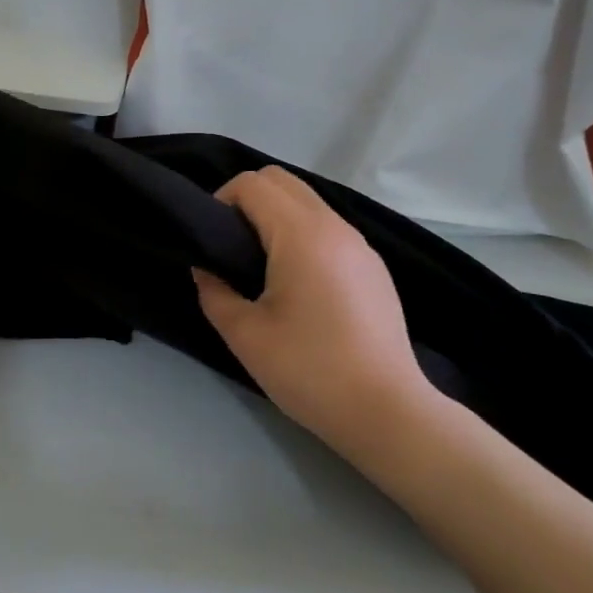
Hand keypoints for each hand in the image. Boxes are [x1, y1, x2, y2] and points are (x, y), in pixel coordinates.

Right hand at [195, 167, 445, 464]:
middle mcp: (335, 227)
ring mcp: (360, 245)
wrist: (386, 412)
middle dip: (247, 200)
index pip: (252, 184)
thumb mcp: (244, 334)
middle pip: (282, 180)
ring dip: (276, 216)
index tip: (211, 241)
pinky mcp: (373, 267)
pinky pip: (328, 227)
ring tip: (260, 266)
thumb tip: (206, 268)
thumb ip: (214, 291)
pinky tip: (296, 283)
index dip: (221, 201)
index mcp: (302, 235)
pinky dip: (301, 234)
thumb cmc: (309, 370)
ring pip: (308, 202)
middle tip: (230, 246)